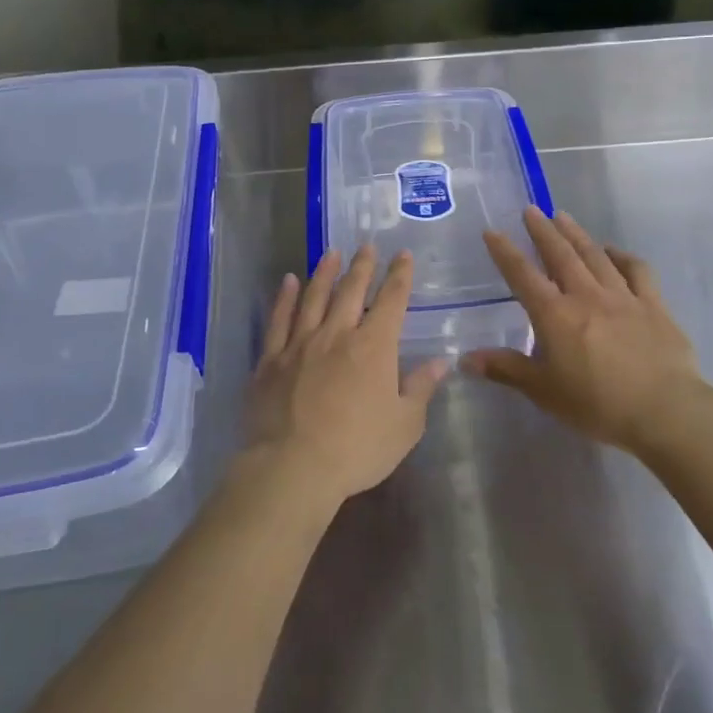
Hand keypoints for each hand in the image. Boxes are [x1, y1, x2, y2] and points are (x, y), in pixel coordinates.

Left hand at [242, 246, 449, 506]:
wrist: (292, 467)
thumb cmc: (357, 449)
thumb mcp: (404, 425)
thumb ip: (421, 388)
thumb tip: (441, 361)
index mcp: (374, 346)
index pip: (391, 301)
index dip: (399, 275)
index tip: (402, 255)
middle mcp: (337, 334)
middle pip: (351, 291)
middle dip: (362, 266)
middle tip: (366, 246)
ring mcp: (300, 344)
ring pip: (314, 297)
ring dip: (324, 273)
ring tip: (330, 253)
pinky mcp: (271, 360)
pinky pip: (278, 320)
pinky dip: (284, 298)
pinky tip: (288, 282)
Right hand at [466, 207, 712, 456]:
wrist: (665, 411)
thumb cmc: (597, 404)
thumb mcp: (544, 392)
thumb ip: (507, 370)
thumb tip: (466, 359)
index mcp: (555, 315)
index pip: (523, 276)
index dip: (505, 252)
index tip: (492, 231)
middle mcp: (586, 296)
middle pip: (560, 255)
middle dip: (543, 231)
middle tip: (531, 209)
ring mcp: (623, 297)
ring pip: (595, 256)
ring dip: (577, 234)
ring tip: (563, 216)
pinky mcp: (653, 305)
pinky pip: (637, 271)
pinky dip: (623, 256)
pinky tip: (614, 251)